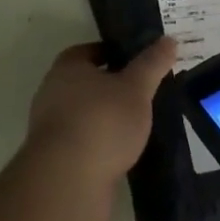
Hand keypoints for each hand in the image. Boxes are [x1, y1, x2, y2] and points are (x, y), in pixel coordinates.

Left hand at [24, 38, 174, 220]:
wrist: (68, 181)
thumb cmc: (102, 121)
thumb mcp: (136, 88)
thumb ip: (152, 64)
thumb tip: (169, 40)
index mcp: (67, 68)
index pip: (89, 51)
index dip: (112, 53)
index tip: (136, 61)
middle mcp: (52, 93)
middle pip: (85, 83)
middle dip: (111, 87)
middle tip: (142, 92)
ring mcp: (50, 129)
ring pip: (84, 114)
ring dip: (106, 118)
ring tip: (137, 124)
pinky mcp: (55, 160)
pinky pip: (83, 142)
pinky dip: (101, 144)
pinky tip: (123, 152)